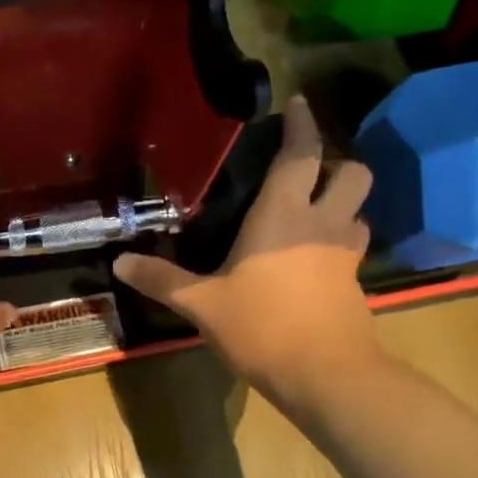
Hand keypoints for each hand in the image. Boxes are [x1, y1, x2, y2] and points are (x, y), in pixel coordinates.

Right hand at [113, 95, 380, 393]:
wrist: (325, 374)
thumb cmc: (260, 327)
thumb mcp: (201, 304)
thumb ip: (161, 280)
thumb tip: (119, 263)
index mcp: (282, 215)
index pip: (300, 155)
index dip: (302, 125)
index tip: (298, 103)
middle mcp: (321, 224)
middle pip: (352, 172)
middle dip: (336, 162)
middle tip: (306, 171)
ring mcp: (345, 253)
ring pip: (359, 209)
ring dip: (342, 202)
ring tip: (312, 212)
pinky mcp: (355, 282)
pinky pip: (353, 245)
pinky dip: (339, 240)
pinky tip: (314, 258)